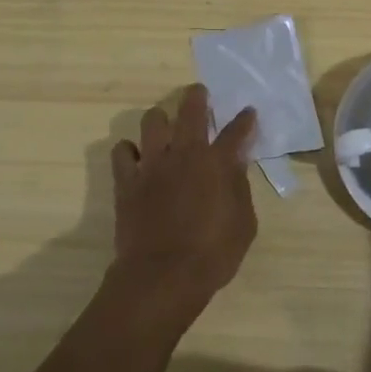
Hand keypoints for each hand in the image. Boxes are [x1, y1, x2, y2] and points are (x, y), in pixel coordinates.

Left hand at [107, 84, 258, 325]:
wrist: (162, 277)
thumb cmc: (212, 255)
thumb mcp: (244, 224)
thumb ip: (240, 188)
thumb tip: (236, 165)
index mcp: (217, 163)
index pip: (236, 132)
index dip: (244, 120)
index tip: (248, 112)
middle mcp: (184, 154)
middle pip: (191, 111)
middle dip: (197, 97)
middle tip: (199, 94)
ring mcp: (152, 165)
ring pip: (152, 121)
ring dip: (161, 119)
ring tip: (165, 127)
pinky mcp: (127, 181)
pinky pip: (122, 152)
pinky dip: (129, 151)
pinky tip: (136, 158)